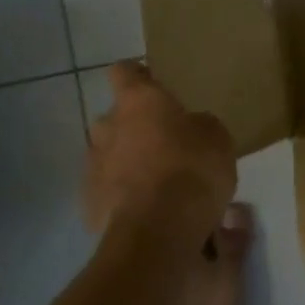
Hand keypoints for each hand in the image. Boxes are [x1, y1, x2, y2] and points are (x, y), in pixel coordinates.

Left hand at [85, 62, 237, 242]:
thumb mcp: (216, 137)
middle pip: (113, 118)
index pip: (124, 72)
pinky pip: (107, 191)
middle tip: (162, 142)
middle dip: (133, 127)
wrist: (158, 233)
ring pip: (108, 155)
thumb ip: (198, 126)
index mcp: (139, 101)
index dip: (138, 76)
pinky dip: (122, 196)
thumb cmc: (192, 169)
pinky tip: (146, 209)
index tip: (153, 83)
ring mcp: (93, 167)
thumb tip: (189, 129)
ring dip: (126, 162)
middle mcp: (108, 127)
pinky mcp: (88, 205)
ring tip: (155, 181)